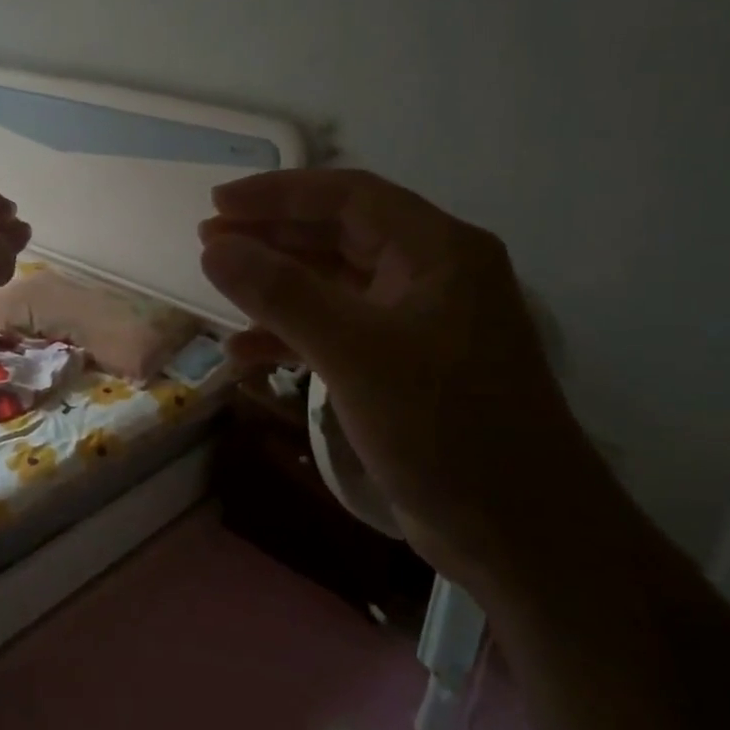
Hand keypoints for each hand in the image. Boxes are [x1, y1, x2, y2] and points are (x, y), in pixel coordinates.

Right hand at [199, 168, 610, 593]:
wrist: (520, 535)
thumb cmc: (445, 429)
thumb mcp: (355, 353)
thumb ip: (282, 294)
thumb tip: (215, 247)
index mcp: (437, 252)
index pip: (349, 197)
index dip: (279, 194)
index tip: (218, 202)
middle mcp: (431, 276)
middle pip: (340, 235)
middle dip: (273, 236)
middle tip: (210, 239)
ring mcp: (418, 325)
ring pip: (335, 285)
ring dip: (278, 285)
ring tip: (221, 286)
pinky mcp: (404, 369)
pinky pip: (338, 332)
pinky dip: (292, 335)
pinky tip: (246, 353)